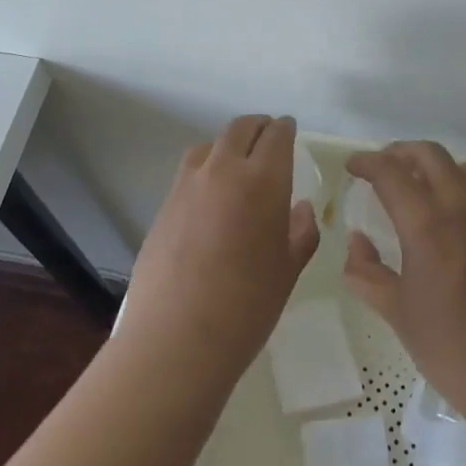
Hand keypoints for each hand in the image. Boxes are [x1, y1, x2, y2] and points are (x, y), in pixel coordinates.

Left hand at [120, 115, 319, 382]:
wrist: (177, 338)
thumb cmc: (247, 306)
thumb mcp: (288, 269)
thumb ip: (301, 231)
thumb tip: (300, 207)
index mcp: (262, 180)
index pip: (276, 135)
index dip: (286, 129)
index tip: (291, 131)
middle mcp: (223, 170)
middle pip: (241, 129)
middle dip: (259, 127)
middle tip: (269, 138)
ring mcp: (188, 185)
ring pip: (211, 145)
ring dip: (229, 145)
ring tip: (238, 165)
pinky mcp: (164, 204)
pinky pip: (190, 171)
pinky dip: (206, 169)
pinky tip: (211, 197)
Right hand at [342, 141, 465, 424]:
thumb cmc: (453, 349)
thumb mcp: (398, 313)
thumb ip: (367, 272)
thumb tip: (357, 241)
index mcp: (427, 226)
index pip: (391, 173)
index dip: (367, 163)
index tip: (352, 167)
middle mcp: (461, 208)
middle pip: (430, 155)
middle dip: (399, 153)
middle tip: (379, 170)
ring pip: (462, 164)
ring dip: (435, 164)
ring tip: (416, 185)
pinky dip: (458, 183)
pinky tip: (445, 215)